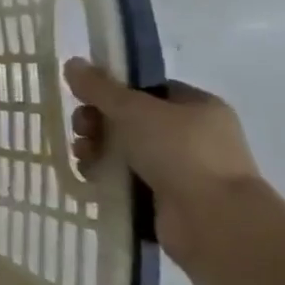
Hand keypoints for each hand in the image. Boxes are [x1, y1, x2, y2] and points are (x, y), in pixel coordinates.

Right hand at [64, 60, 260, 262]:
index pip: (147, 89)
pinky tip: (92, 177)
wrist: (213, 221)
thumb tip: (72, 63)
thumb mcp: (133, 109)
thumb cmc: (179, 152)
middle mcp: (193, 136)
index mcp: (197, 107)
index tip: (87, 98)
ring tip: (84, 156)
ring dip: (97, 149)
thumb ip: (99, 87)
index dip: (114, 91)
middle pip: (130, 119)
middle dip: (98, 122)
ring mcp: (182, 169)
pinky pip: (127, 178)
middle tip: (82, 129)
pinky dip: (106, 176)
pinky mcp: (166, 198)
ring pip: (124, 150)